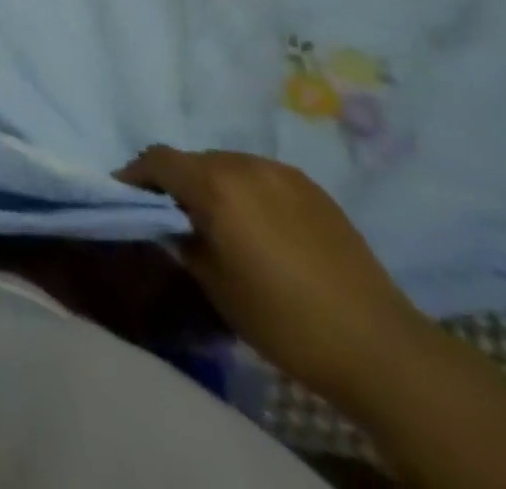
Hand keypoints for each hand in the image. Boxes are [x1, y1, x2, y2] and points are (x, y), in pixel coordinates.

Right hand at [117, 147, 431, 411]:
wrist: (379, 347)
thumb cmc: (283, 320)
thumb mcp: (214, 284)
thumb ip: (181, 240)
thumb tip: (168, 223)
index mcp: (215, 185)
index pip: (157, 159)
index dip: (135, 174)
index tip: (126, 196)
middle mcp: (244, 165)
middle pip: (193, 160)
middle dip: (176, 182)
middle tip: (174, 215)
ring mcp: (282, 173)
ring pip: (228, 165)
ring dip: (213, 185)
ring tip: (221, 222)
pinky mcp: (312, 188)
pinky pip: (261, 177)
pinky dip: (247, 192)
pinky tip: (261, 228)